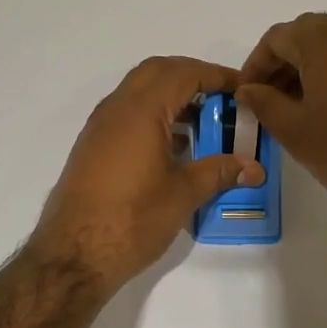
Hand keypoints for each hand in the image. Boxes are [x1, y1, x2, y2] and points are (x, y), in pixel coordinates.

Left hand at [32, 56, 265, 292]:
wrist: (73, 255)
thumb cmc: (132, 219)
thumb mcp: (183, 194)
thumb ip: (219, 172)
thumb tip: (253, 168)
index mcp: (141, 111)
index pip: (184, 73)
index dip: (216, 75)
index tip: (243, 89)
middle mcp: (116, 109)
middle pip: (157, 71)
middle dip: (192, 77)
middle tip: (222, 98)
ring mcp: (100, 127)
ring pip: (139, 92)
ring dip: (171, 96)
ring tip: (204, 123)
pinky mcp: (93, 148)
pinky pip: (127, 114)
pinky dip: (154, 115)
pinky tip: (175, 147)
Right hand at [237, 13, 326, 233]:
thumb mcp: (294, 130)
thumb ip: (263, 102)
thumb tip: (247, 90)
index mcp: (325, 41)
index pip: (278, 37)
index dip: (255, 64)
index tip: (245, 95)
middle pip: (306, 35)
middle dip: (280, 63)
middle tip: (264, 99)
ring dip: (304, 69)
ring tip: (290, 109)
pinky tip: (321, 111)